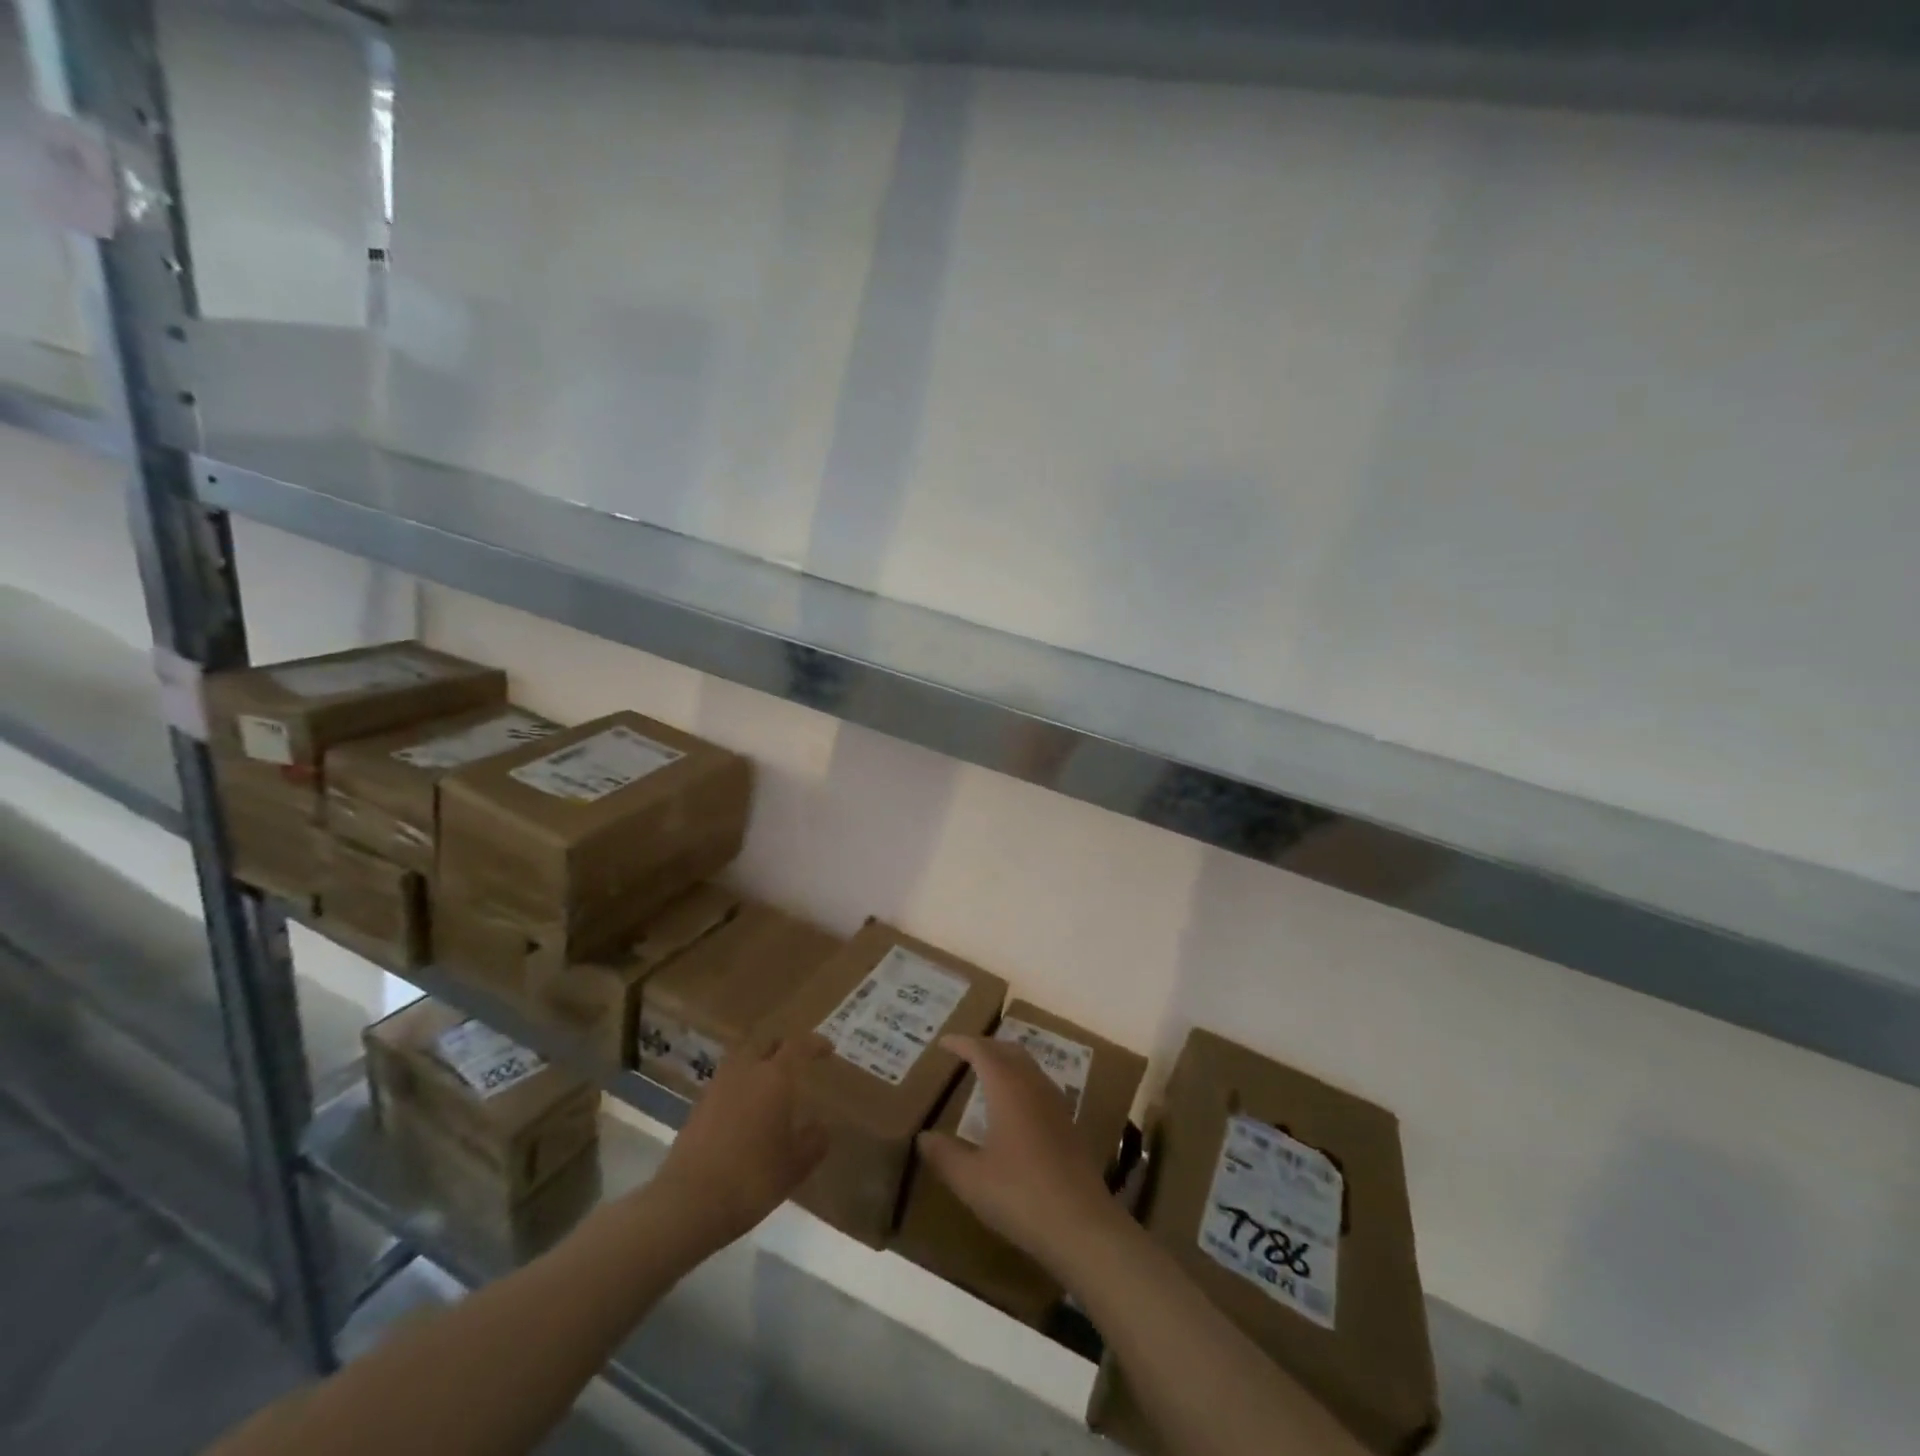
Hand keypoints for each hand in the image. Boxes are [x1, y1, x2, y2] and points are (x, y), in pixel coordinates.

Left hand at [654, 1034, 829, 1250]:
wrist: (689, 1202)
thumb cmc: (752, 1178)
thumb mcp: (795, 1165)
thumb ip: (814, 1141)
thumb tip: (820, 1127)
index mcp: (774, 1077)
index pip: (798, 1046)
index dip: (814, 1044)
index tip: (827, 1050)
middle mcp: (745, 1071)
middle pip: (765, 1043)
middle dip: (783, 1046)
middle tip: (796, 1060)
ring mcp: (717, 1086)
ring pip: (742, 1058)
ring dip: (758, 1062)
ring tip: (769, 1082)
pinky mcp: (698, 1106)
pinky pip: (726, 1081)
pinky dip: (740, 1084)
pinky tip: (745, 1107)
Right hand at [916, 1034, 1120, 1272]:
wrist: (1082, 1225)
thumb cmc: (1020, 1196)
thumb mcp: (971, 1180)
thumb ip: (944, 1155)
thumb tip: (923, 1137)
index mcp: (1008, 1088)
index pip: (982, 1051)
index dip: (962, 1043)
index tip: (943, 1042)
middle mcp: (1034, 1086)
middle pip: (1008, 1051)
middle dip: (985, 1046)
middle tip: (963, 1054)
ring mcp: (1056, 1104)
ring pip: (1028, 1066)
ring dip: (1006, 1062)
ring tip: (986, 1075)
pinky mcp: (1069, 1124)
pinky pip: (1040, 1085)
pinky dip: (1021, 1081)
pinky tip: (1015, 1108)